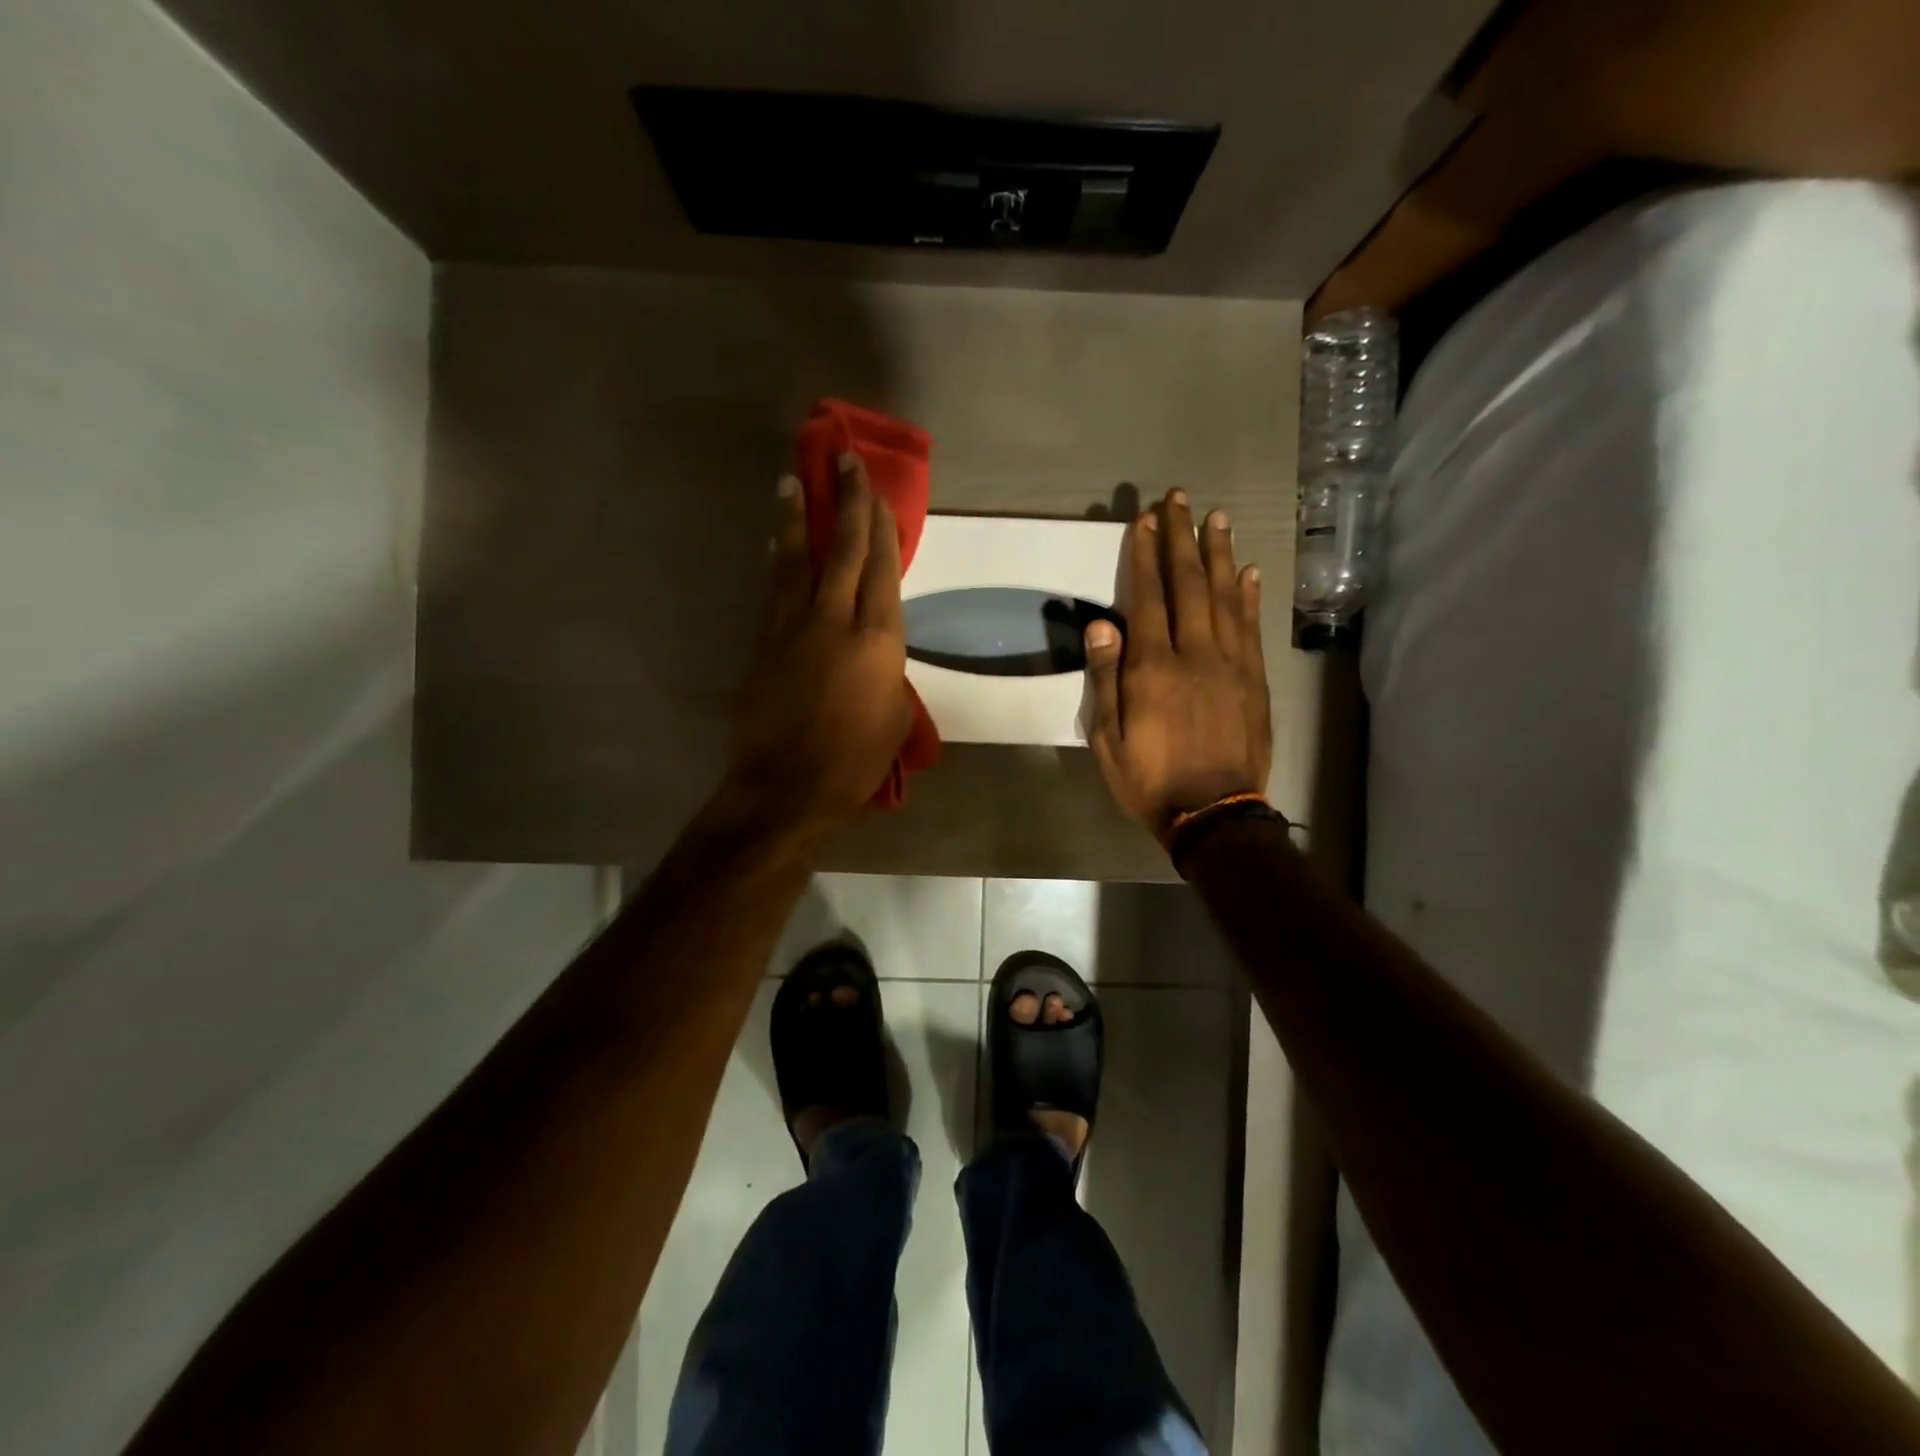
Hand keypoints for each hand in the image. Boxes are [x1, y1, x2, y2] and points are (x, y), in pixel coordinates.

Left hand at [722, 454, 913, 841]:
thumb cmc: (855, 761)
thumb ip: (887, 672)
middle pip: (842, 549)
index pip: (882, 569)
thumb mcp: (894, 717)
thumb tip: (875, 654)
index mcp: (878, 640)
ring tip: (795, 479)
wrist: (786, 787)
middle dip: (847, 502)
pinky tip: (776, 541)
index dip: (881, 527)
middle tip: (845, 460)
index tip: (879, 493)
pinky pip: (775, 588)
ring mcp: (793, 627)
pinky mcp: (764, 642)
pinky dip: (779, 559)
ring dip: (799, 516)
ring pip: (798, 559)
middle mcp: (835, 620)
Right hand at [1084, 489, 1271, 838]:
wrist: (1214, 814)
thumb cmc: (1150, 780)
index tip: (1145, 520)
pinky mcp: (1255, 679)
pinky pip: (1251, 627)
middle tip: (1180, 499)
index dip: (1145, 557)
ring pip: (1224, 597)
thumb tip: (1100, 627)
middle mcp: (1194, 655)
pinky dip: (1249, 595)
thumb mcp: (1108, 740)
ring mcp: (1231, 664)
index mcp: (1153, 669)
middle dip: (1182, 539)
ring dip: (1218, 554)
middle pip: (1188, 585)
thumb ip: (1106, 681)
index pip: (1148, 599)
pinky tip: (1248, 569)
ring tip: (1216, 517)